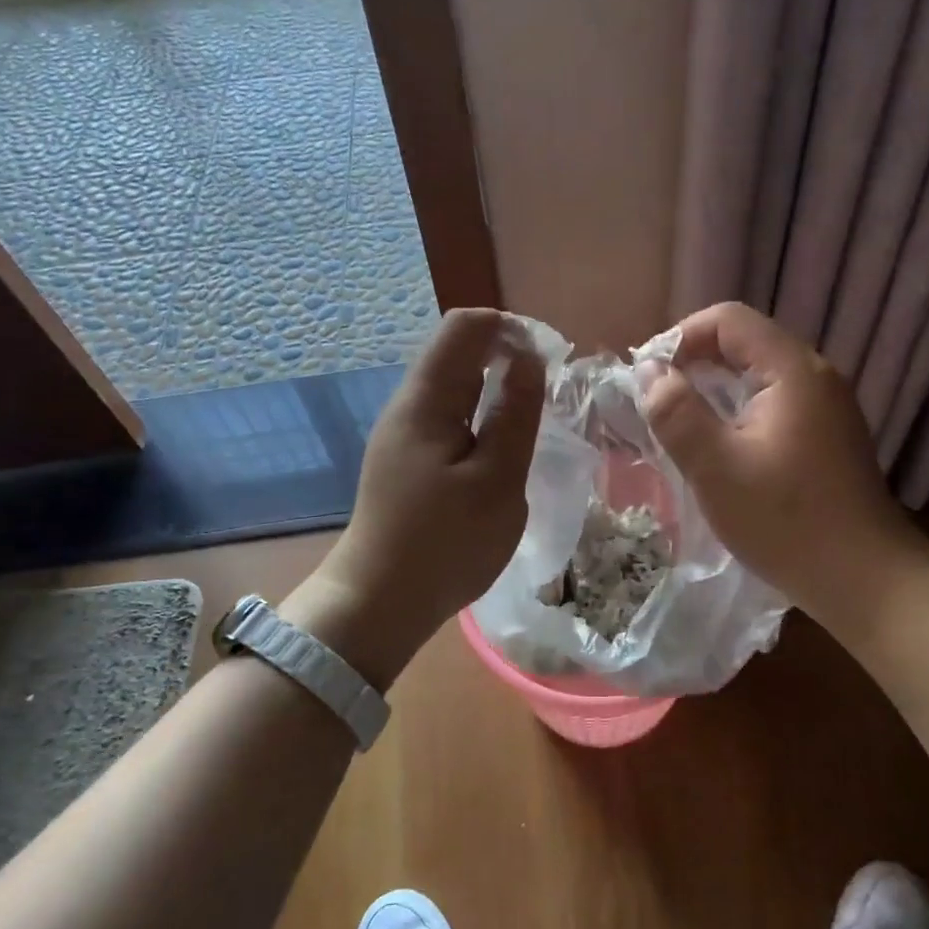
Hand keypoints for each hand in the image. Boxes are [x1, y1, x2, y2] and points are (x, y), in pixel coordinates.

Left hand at [287, 309, 542, 689]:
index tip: (548, 363)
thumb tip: (528, 357)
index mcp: (426, 399)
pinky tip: (499, 453)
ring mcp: (404, 433)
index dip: (510, 329)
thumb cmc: (445, 543)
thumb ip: (515, 413)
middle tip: (546, 399)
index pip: (465, 326)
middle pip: (458, 352)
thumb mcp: (496, 479)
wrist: (380, 602)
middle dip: (507, 359)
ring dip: (496, 391)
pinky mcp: (407, 459)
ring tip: (528, 426)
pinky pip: (449, 418)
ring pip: (455, 387)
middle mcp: (409, 405)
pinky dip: (480, 419)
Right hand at [642, 302, 928, 627]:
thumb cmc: (786, 522)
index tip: (648, 375)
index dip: (681, 336)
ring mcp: (827, 406)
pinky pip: (774, 400)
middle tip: (656, 398)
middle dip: (694, 360)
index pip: (729, 320)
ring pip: (759, 373)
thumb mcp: (716, 468)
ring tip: (680, 420)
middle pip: (746, 341)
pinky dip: (739, 408)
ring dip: (715, 386)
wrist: (865, 580)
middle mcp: (816, 376)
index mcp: (792, 371)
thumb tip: (650, 372)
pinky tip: (721, 444)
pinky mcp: (828, 434)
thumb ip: (676, 413)